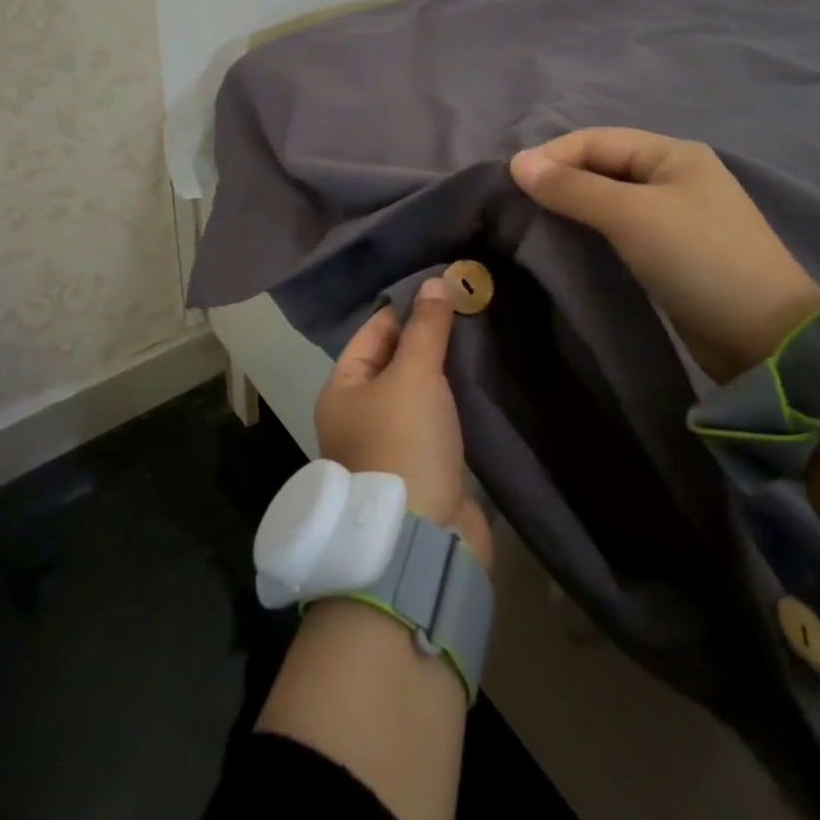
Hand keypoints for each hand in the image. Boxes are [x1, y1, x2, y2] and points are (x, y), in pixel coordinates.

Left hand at [316, 278, 492, 567]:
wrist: (419, 538)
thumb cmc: (403, 442)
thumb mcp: (414, 375)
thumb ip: (426, 328)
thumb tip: (436, 281)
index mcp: (342, 390)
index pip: (372, 333)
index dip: (405, 309)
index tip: (442, 288)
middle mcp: (358, 414)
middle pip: (394, 361)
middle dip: (427, 338)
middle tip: (466, 308)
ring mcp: (389, 443)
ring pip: (417, 391)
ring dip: (442, 370)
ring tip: (476, 339)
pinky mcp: (421, 466)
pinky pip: (435, 419)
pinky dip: (452, 400)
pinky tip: (477, 382)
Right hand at [510, 128, 819, 382]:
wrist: (764, 337)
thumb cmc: (698, 259)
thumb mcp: (632, 215)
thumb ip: (573, 188)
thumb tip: (517, 163)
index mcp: (672, 153)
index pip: (596, 140)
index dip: (552, 156)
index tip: (509, 183)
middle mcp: (674, 176)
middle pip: (602, 166)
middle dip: (560, 179)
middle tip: (517, 204)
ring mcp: (675, 214)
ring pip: (609, 198)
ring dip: (572, 204)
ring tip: (534, 221)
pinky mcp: (671, 251)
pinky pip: (620, 227)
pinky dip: (591, 229)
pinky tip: (568, 241)